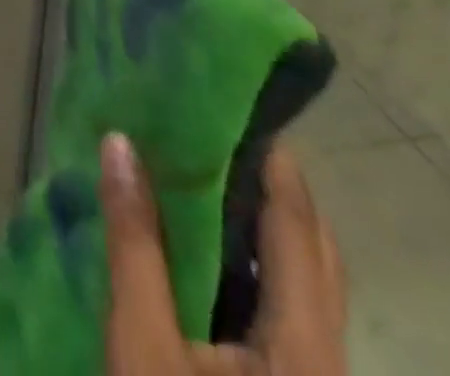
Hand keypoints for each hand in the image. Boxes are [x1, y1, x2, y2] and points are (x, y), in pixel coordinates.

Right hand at [102, 134, 347, 374]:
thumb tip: (121, 145)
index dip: (275, 162)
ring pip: (305, 285)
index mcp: (307, 351)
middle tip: (216, 130)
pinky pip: (288, 312)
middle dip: (273, 188)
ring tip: (205, 171)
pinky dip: (254, 263)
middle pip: (316, 254)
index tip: (241, 100)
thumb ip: (135, 244)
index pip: (298, 228)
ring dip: (262, 225)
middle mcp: (329, 363)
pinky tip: (208, 246)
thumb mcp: (144, 349)